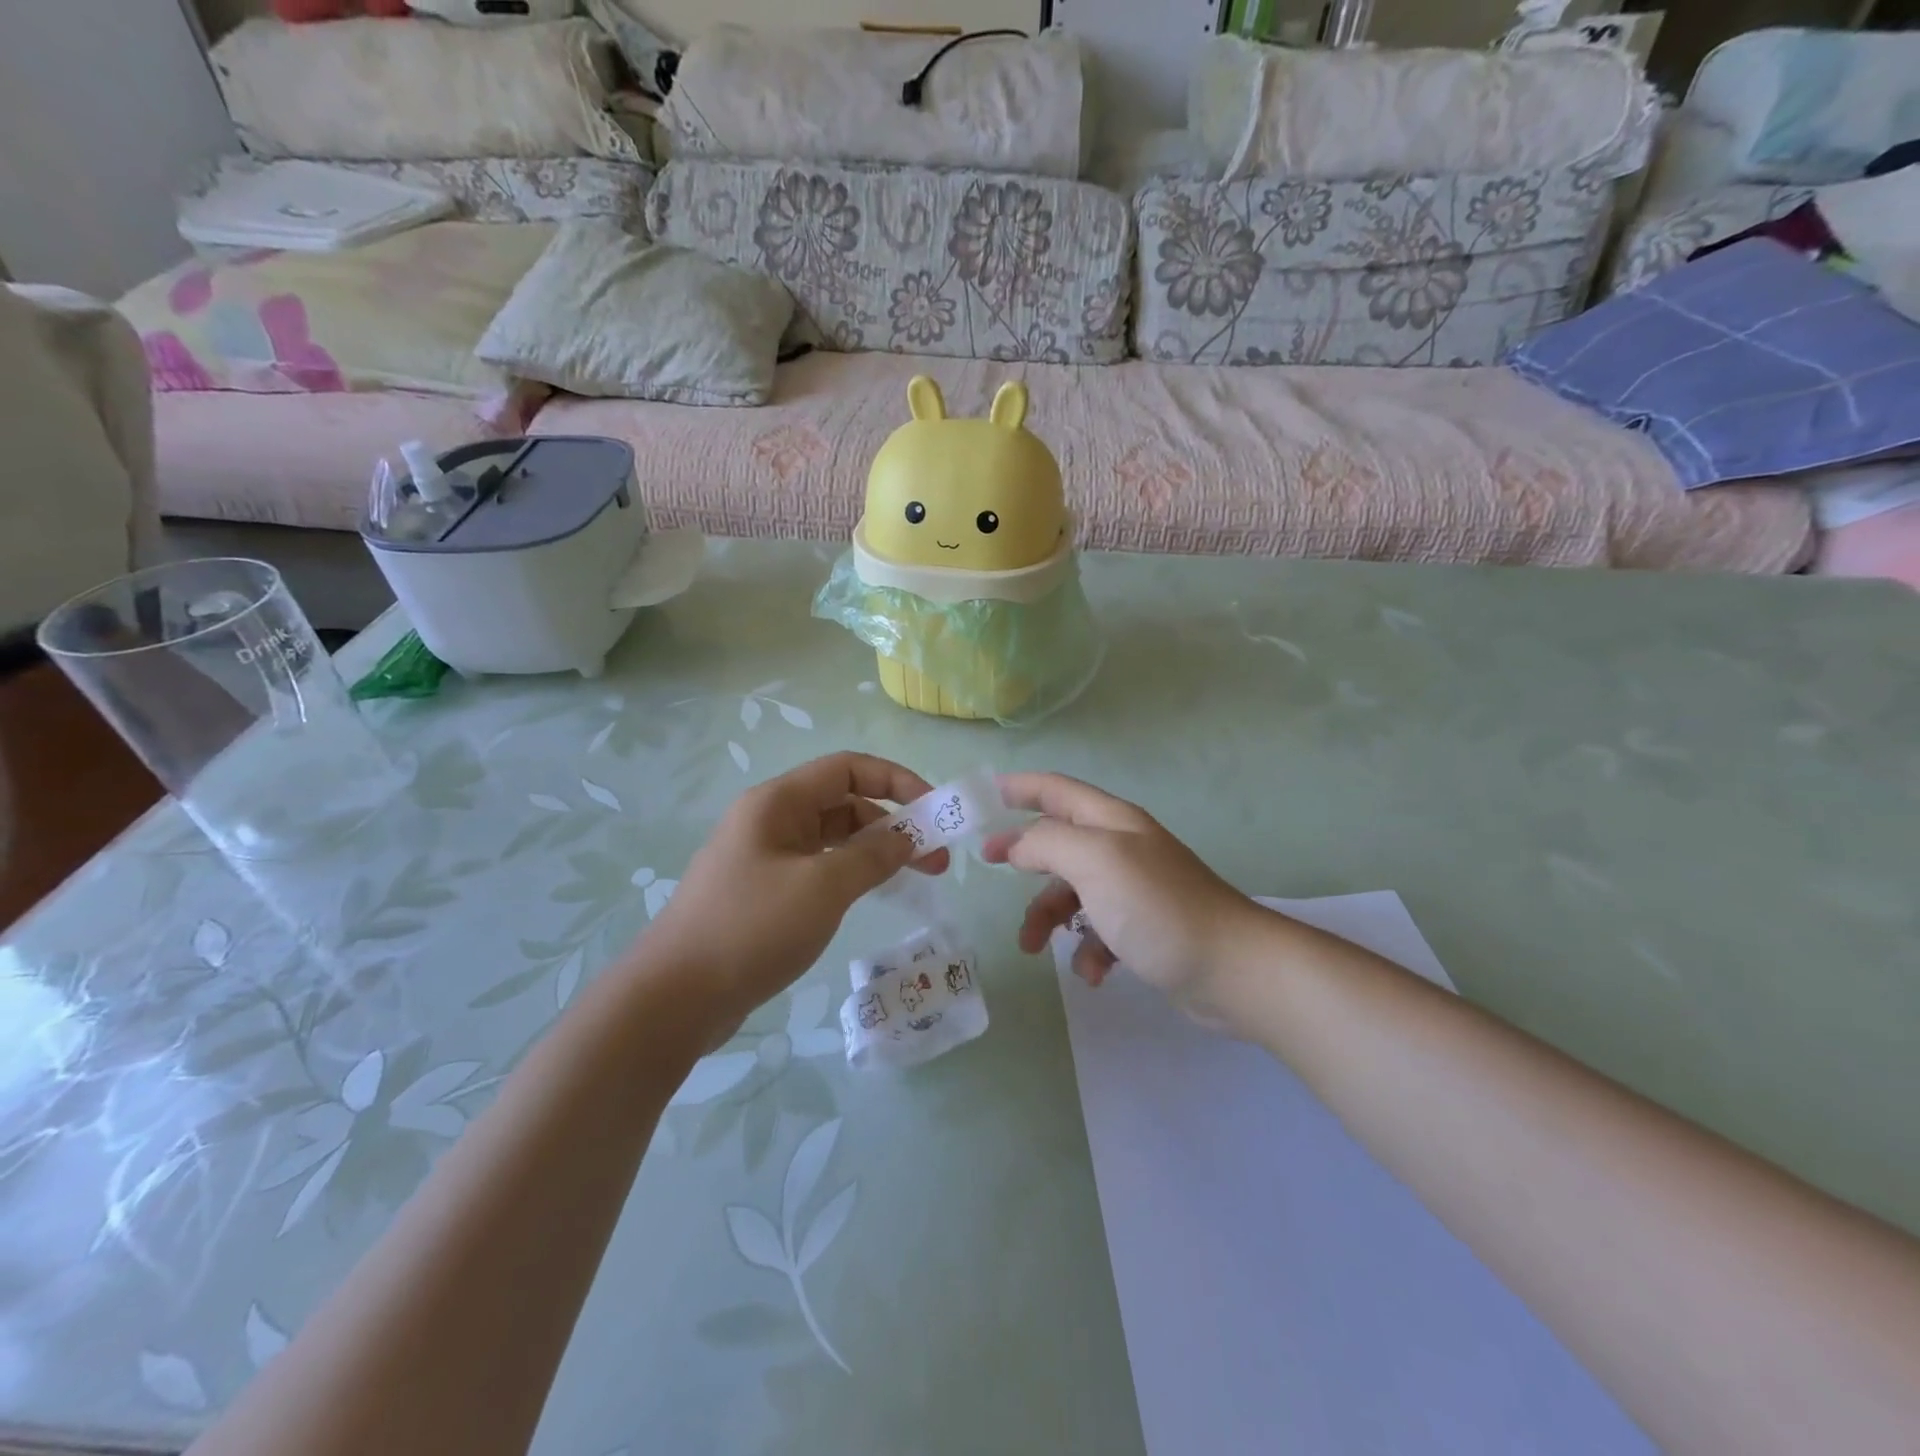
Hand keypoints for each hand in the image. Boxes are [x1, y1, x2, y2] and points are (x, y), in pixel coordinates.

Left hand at [641, 753, 947, 1026]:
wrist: (675, 998)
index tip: (934, 810)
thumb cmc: (752, 928)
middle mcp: (771, 820)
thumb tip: (907, 837)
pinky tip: (873, 896)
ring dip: (875, 852)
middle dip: (893, 824)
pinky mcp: (764, 893)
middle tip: (936, 860)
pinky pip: (818, 869)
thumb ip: (872, 855)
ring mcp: (765, 858)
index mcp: (778, 802)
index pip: (848, 768)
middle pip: (844, 803)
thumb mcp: (823, 886)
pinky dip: (851, 874)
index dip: (896, 780)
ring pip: (833, 839)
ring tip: (916, 880)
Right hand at [981, 773, 1261, 1014]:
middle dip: (1025, 859)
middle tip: (990, 870)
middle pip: (1059, 842)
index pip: (1057, 790)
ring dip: (1049, 917)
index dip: (1020, 787)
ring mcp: (1134, 889)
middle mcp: (1122, 848)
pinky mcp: (1144, 928)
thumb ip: (1047, 843)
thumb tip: (1015, 845)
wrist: (1231, 969)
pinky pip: (1099, 931)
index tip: (983, 796)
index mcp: (1111, 822)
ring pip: (1073, 892)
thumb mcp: (1095, 861)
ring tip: (1035, 949)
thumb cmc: (1156, 906)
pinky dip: (1087, 950)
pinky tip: (1093, 972)